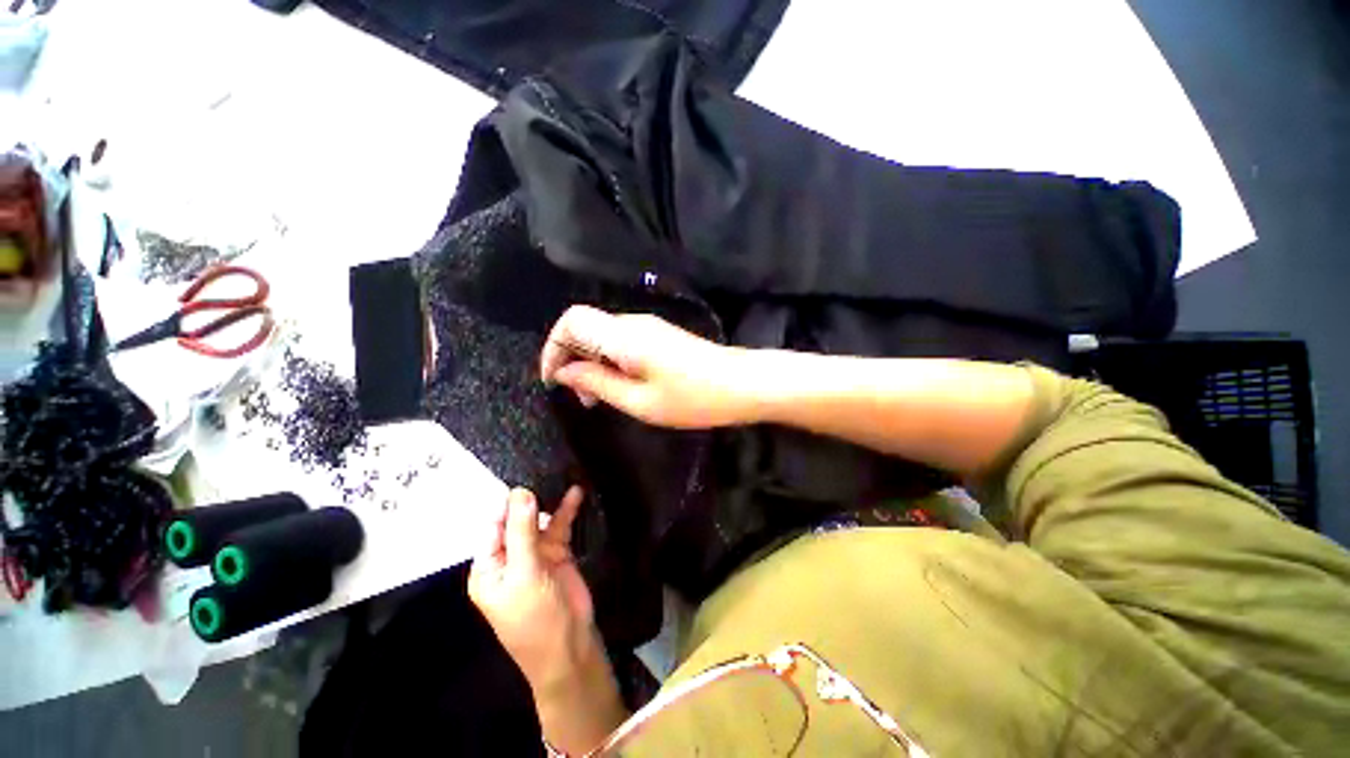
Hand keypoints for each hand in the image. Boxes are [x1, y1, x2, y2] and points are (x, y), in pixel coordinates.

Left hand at [468, 486, 599, 692]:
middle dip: (530, 497)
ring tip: (560, 475)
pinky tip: (575, 493)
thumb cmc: (535, 617)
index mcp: (489, 566)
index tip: (523, 475)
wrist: (570, 647)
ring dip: (549, 502)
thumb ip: (522, 532)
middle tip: (544, 469)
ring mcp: (536, 555)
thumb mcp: (525, 573)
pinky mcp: (558, 554)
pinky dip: (567, 511)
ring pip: (540, 521)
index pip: (493, 525)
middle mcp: (510, 557)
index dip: (507, 502)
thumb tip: (521, 492)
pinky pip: (560, 527)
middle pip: (517, 520)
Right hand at [540, 305, 750, 428]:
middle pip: (585, 327)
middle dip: (571, 359)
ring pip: (603, 336)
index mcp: (623, 336)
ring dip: (591, 363)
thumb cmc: (692, 398)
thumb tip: (564, 372)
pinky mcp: (660, 336)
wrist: (742, 384)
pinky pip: (621, 342)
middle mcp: (632, 323)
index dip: (553, 347)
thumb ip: (597, 383)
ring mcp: (649, 327)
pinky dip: (610, 362)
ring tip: (597, 399)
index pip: (571, 321)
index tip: (554, 381)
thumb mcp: (639, 401)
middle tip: (580, 398)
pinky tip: (619, 387)